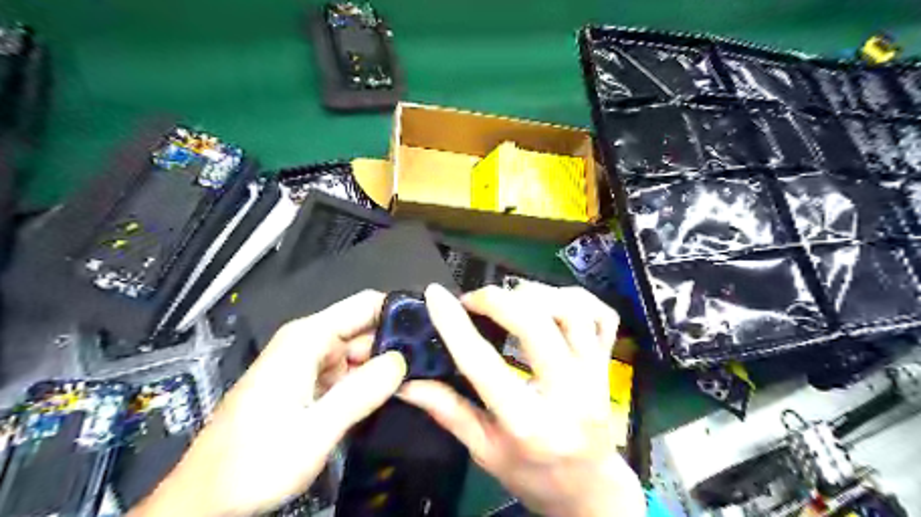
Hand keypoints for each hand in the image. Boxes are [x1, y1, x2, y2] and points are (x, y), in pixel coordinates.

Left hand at [130, 292, 405, 516]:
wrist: (206, 500)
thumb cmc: (254, 462)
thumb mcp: (315, 431)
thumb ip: (361, 392)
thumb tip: (402, 360)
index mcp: (307, 339)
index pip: (365, 305)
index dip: (399, 311)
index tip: (433, 327)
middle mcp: (309, 343)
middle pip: (365, 328)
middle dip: (396, 344)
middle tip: (432, 363)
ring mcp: (309, 363)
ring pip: (360, 353)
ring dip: (385, 366)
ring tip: (419, 380)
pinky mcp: (309, 383)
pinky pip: (348, 373)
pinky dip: (368, 382)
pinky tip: (389, 396)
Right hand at [401, 282, 642, 516]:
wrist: (591, 489)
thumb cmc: (535, 475)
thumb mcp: (486, 452)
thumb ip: (449, 412)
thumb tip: (408, 383)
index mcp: (529, 424)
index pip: (485, 366)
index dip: (455, 326)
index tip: (435, 296)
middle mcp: (568, 394)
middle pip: (536, 325)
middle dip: (497, 300)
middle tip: (474, 300)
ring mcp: (596, 375)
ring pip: (573, 312)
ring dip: (536, 294)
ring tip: (510, 298)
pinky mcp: (609, 363)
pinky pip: (603, 315)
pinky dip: (575, 297)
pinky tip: (550, 302)